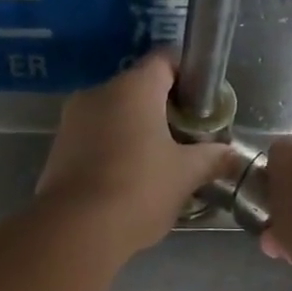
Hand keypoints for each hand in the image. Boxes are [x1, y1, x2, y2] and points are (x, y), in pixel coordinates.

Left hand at [36, 52, 227, 256]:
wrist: (77, 230)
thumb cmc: (139, 191)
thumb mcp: (185, 176)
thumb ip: (211, 159)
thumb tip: (233, 155)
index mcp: (134, 87)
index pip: (165, 60)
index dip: (188, 77)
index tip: (202, 105)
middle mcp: (99, 93)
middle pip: (138, 90)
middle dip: (162, 112)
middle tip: (184, 142)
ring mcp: (72, 121)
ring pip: (113, 117)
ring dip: (135, 134)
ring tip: (156, 167)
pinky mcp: (58, 150)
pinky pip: (93, 141)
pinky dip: (112, 152)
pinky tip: (126, 183)